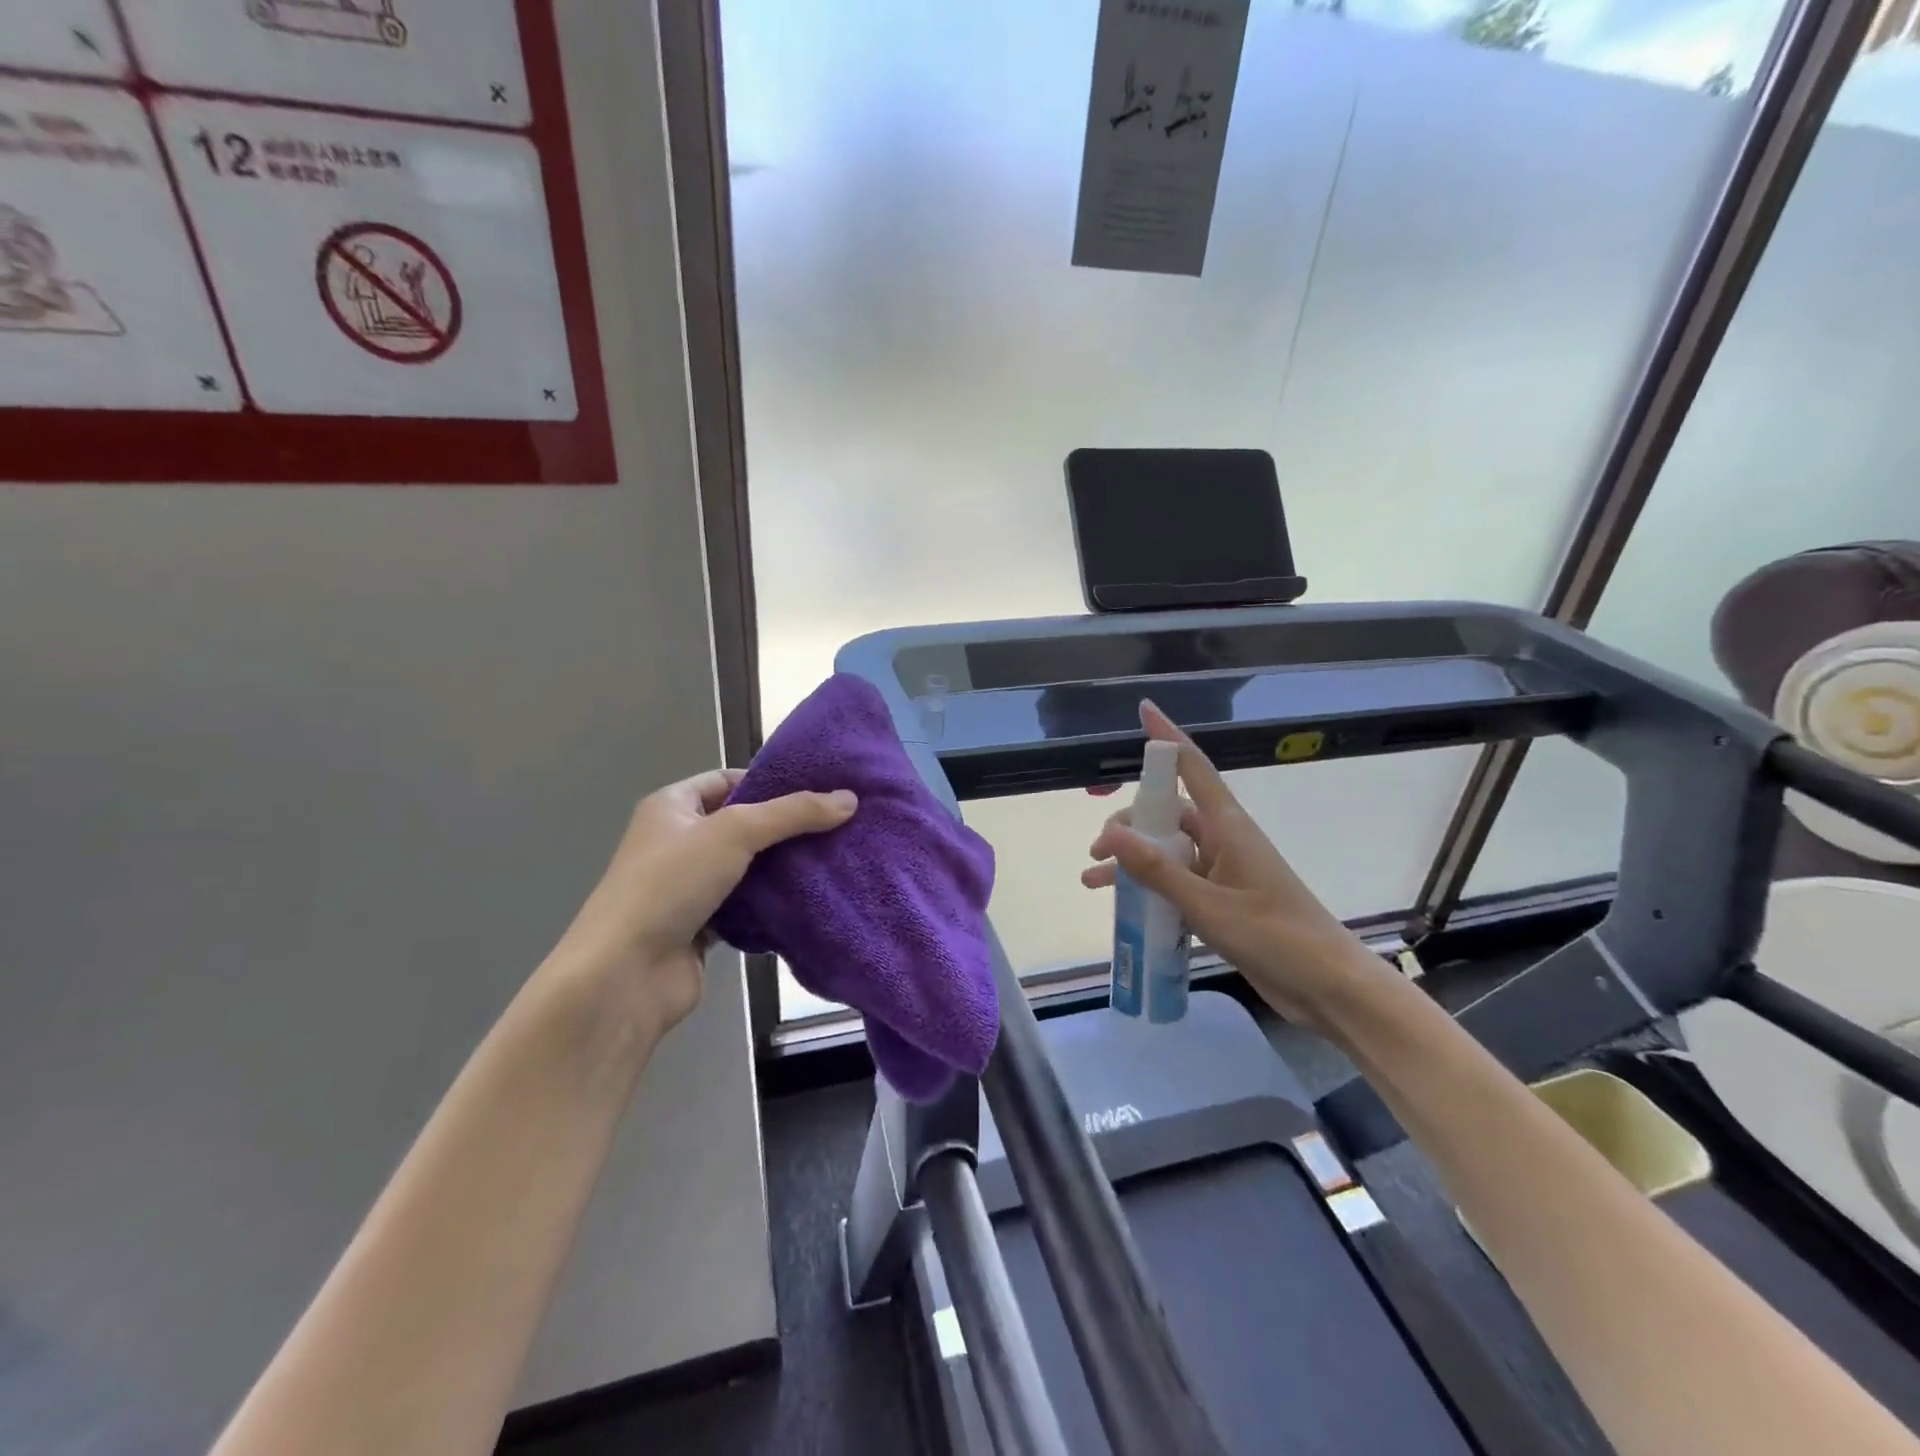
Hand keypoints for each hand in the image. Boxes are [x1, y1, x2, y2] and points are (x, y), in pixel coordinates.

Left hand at [547, 770, 856, 1039]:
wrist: (625, 974)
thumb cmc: (670, 884)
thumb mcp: (735, 832)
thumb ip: (793, 813)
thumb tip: (850, 799)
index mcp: (672, 807)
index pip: (727, 780)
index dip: (769, 781)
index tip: (817, 790)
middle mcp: (676, 842)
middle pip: (741, 824)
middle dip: (784, 826)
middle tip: (836, 825)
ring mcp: (686, 887)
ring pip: (745, 867)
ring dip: (781, 866)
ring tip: (832, 859)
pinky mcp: (699, 926)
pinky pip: (744, 905)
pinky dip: (770, 903)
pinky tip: (807, 899)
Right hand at [1082, 702, 1393, 1032]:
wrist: (1328, 987)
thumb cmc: (1275, 936)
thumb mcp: (1208, 905)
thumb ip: (1158, 871)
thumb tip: (1113, 834)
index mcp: (1228, 827)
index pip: (1191, 767)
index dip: (1166, 737)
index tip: (1144, 709)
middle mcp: (1224, 841)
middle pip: (1168, 814)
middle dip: (1130, 824)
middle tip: (1099, 850)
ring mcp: (1224, 871)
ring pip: (1168, 852)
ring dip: (1132, 861)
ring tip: (1093, 880)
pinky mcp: (1224, 900)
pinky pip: (1178, 882)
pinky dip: (1150, 889)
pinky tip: (1125, 908)